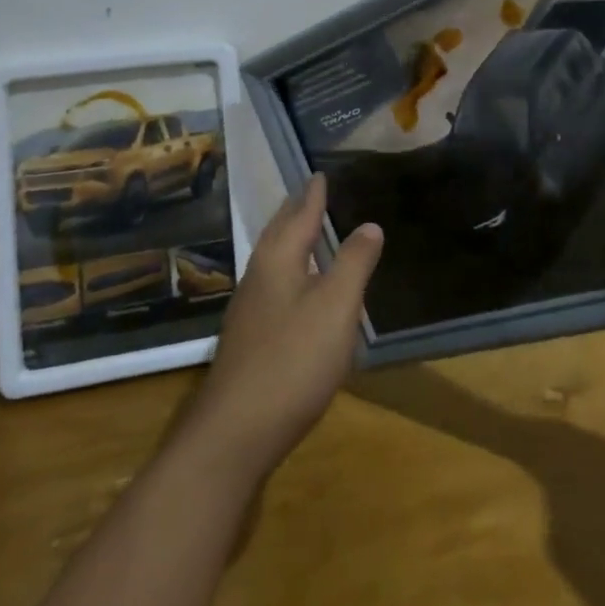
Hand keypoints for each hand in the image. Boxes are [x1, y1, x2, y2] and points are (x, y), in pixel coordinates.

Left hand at [185, 176, 382, 480]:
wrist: (236, 431)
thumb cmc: (293, 359)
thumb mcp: (336, 307)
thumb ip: (354, 263)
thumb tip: (369, 225)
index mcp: (278, 260)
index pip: (299, 216)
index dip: (313, 195)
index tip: (319, 174)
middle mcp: (258, 277)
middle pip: (278, 234)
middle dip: (295, 212)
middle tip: (309, 193)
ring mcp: (248, 310)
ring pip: (271, 260)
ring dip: (289, 240)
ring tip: (305, 232)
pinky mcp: (248, 339)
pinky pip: (271, 284)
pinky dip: (287, 270)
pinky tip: (296, 290)